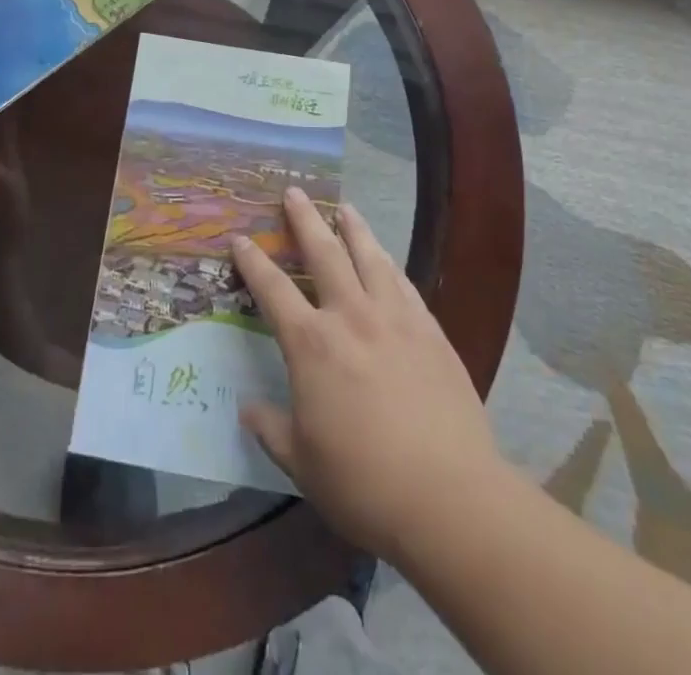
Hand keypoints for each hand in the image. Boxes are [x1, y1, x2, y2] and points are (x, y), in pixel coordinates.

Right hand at [232, 188, 506, 563]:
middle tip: (293, 192)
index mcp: (311, 344)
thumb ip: (271, 428)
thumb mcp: (302, 463)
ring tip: (344, 207)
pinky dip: (389, 263)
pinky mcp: (430, 332)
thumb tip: (247, 409)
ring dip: (353, 228)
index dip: (252, 261)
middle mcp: (350, 317)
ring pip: (369, 257)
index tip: (240, 238)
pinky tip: (386, 258)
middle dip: (303, 220)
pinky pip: (404, 283)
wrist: (450, 498)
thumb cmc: (364, 483)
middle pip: (323, 254)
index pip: (272, 290)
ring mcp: (394, 319)